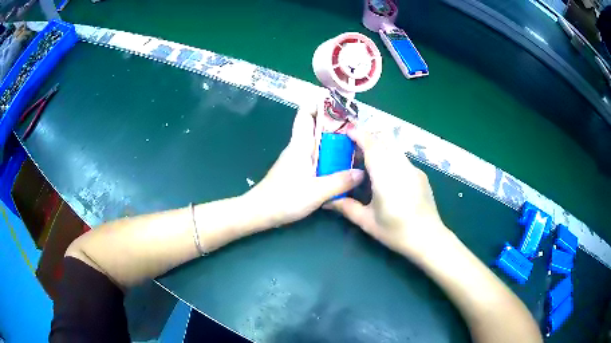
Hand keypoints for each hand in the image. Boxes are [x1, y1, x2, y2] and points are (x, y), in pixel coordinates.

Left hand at [244, 104, 363, 227]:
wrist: (260, 212)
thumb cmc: (285, 198)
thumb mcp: (317, 192)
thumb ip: (340, 181)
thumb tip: (361, 173)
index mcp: (300, 145)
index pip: (305, 115)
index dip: (318, 104)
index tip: (336, 101)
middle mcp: (297, 147)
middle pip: (313, 126)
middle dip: (332, 121)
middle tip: (355, 123)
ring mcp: (296, 159)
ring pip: (315, 141)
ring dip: (332, 138)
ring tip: (353, 140)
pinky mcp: (296, 170)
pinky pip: (315, 155)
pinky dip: (328, 153)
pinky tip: (340, 162)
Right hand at [329, 128, 449, 258]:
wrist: (428, 238)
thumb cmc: (396, 232)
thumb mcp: (367, 222)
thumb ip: (346, 207)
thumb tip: (327, 201)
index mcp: (386, 177)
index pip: (372, 145)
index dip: (359, 135)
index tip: (346, 132)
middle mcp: (401, 167)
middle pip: (384, 141)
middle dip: (368, 138)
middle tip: (353, 147)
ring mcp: (413, 169)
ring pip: (394, 148)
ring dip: (380, 147)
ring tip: (368, 161)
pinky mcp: (420, 174)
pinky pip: (402, 158)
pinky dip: (390, 157)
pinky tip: (386, 174)